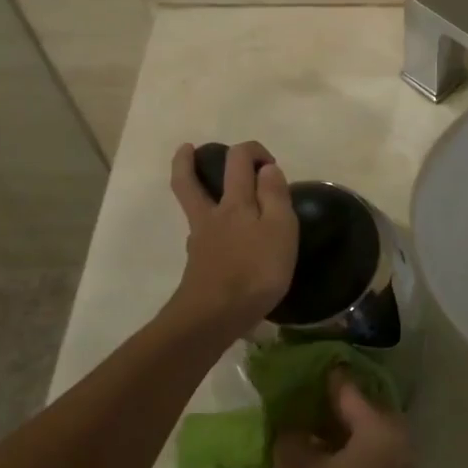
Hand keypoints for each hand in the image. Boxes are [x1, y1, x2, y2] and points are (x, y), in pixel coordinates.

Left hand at [169, 141, 296, 332]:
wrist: (213, 317)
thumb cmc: (255, 270)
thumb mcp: (280, 229)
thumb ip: (275, 196)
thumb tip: (267, 169)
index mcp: (235, 202)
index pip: (237, 160)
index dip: (252, 151)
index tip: (270, 165)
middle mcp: (211, 215)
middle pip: (189, 182)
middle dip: (186, 162)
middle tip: (188, 149)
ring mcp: (200, 241)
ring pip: (191, 207)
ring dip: (192, 190)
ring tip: (204, 189)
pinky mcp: (198, 265)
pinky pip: (201, 235)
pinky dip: (206, 225)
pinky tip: (219, 237)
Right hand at [271, 373, 413, 467]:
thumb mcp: (294, 465)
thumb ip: (293, 430)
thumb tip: (294, 419)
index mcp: (382, 428)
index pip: (347, 387)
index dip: (319, 377)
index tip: (296, 367)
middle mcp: (397, 445)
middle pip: (359, 411)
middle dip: (328, 404)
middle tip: (294, 396)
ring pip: (359, 439)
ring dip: (331, 432)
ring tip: (295, 424)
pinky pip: (360, 462)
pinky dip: (338, 456)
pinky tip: (308, 457)